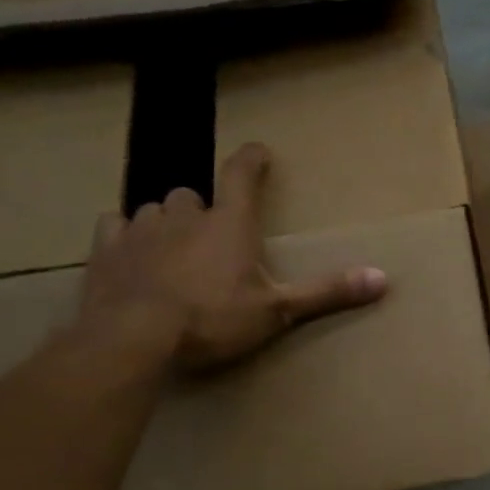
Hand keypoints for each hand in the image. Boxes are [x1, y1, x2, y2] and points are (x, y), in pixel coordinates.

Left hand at [77, 142, 387, 373]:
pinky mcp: (106, 250)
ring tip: (175, 246)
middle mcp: (184, 217)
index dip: (251, 160)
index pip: (241, 176)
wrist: (134, 338)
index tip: (259, 151)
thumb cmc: (213, 319)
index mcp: (229, 225)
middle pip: (193, 195)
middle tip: (213, 233)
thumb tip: (383, 278)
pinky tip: (130, 251)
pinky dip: (126, 234)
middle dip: (204, 209)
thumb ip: (327, 292)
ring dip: (167, 222)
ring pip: (154, 209)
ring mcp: (141, 230)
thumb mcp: (278, 311)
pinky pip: (115, 226)